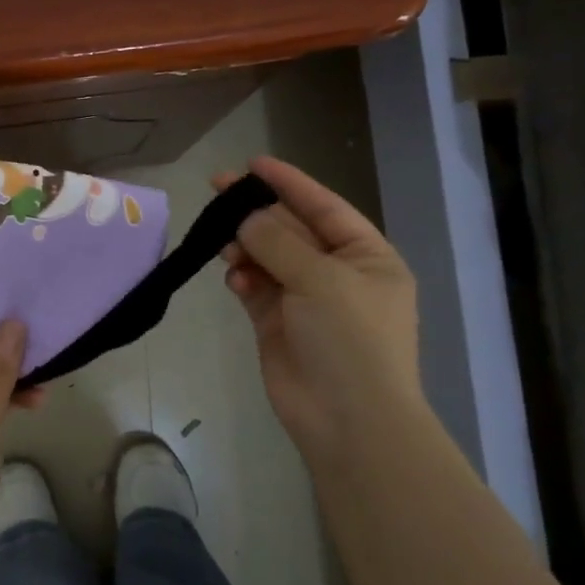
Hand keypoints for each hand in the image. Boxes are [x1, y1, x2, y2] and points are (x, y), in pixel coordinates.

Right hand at [217, 156, 422, 466]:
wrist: (347, 420)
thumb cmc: (350, 340)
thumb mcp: (321, 279)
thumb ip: (278, 242)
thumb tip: (245, 219)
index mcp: (366, 257)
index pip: (324, 207)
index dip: (290, 183)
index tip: (252, 164)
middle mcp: (337, 273)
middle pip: (291, 230)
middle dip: (257, 212)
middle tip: (217, 190)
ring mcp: (306, 299)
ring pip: (268, 257)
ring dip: (247, 246)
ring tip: (224, 243)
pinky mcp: (277, 323)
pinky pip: (255, 287)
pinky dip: (243, 278)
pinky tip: (234, 277)